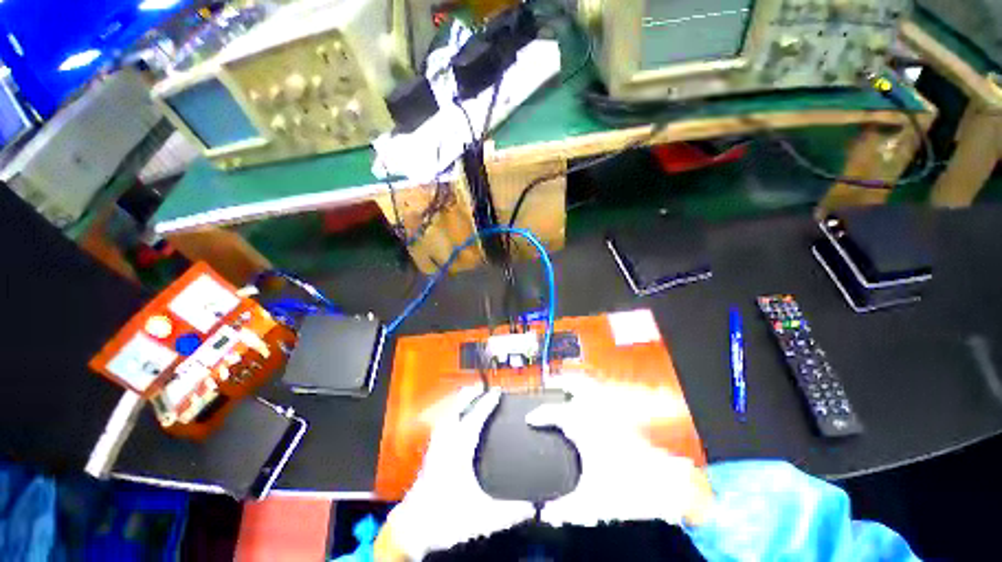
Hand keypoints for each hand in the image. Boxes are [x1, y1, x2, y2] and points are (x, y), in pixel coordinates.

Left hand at [380, 386, 534, 559]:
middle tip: (480, 386)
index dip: (487, 403)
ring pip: (447, 416)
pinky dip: (449, 415)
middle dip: (469, 395)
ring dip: (457, 403)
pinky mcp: (431, 454)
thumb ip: (508, 513)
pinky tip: (451, 418)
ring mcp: (436, 448)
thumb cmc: (446, 518)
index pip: (475, 419)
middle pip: (457, 410)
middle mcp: (446, 444)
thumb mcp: (481, 517)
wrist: (413, 528)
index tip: (496, 392)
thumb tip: (533, 508)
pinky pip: (441, 425)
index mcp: (459, 451)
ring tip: (466, 395)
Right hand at [525, 374, 713, 527]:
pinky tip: (589, 405)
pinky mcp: (621, 417)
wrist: (664, 487)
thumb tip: (546, 513)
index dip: (539, 415)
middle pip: (575, 383)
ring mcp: (611, 412)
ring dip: (576, 385)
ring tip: (567, 389)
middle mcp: (597, 413)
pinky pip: (603, 396)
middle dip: (559, 382)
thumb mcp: (590, 501)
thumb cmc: (628, 488)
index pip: (554, 412)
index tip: (531, 419)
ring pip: (590, 385)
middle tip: (549, 386)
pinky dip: (592, 394)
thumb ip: (563, 509)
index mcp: (583, 427)